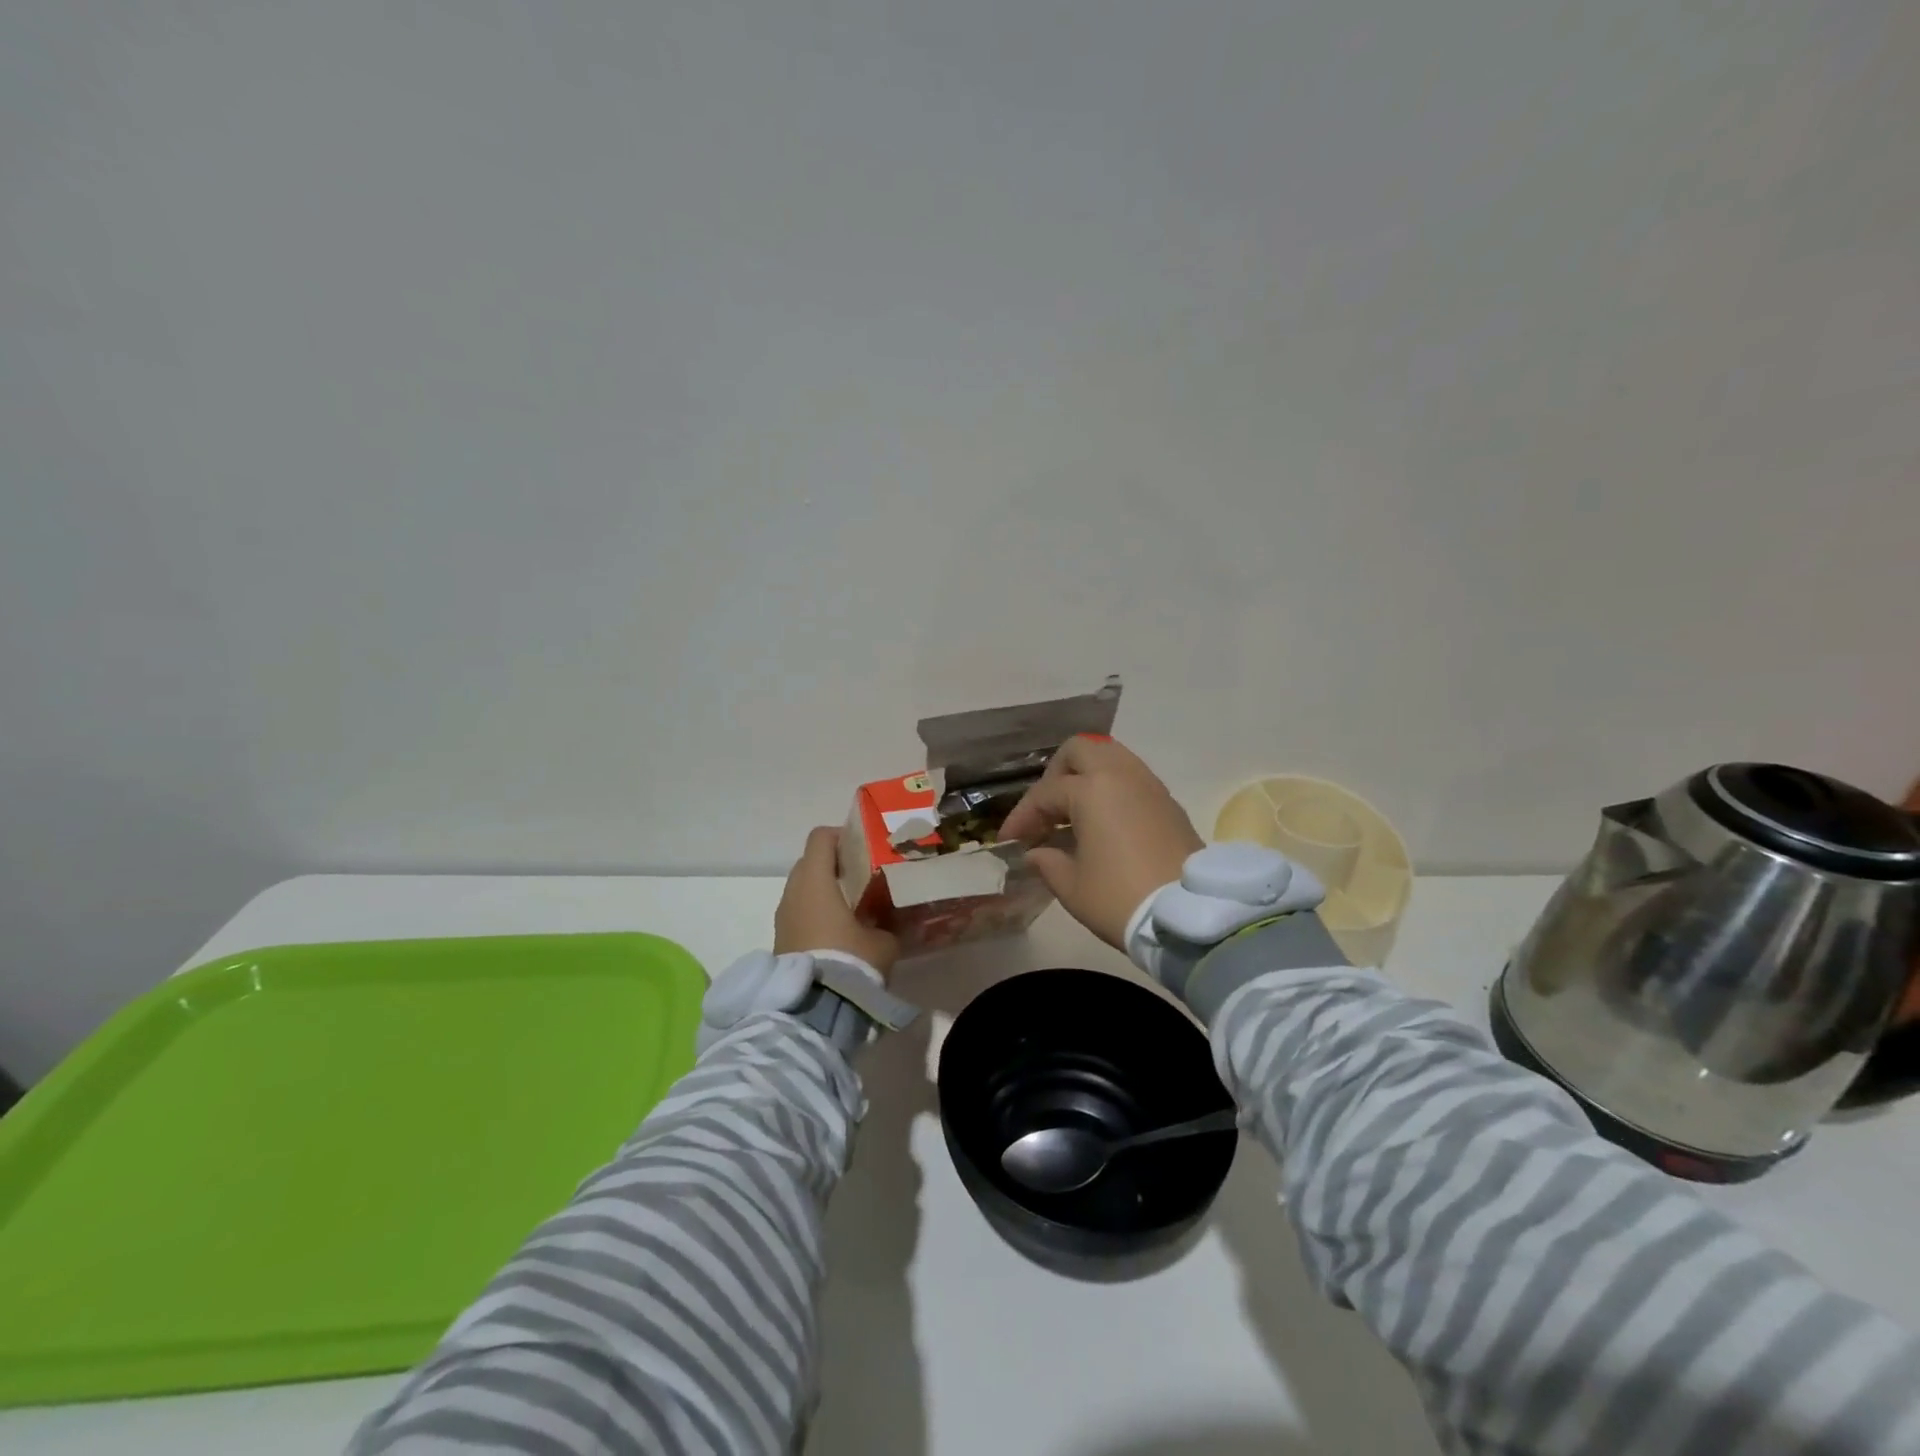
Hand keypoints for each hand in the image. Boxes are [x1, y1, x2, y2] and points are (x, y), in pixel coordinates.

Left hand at [773, 827, 899, 980]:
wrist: (813, 1011)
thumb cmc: (849, 961)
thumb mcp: (882, 941)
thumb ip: (885, 923)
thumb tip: (887, 922)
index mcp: (815, 881)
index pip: (820, 837)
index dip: (841, 836)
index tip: (863, 848)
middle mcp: (793, 892)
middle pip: (810, 862)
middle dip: (833, 865)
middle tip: (861, 878)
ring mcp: (782, 917)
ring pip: (802, 889)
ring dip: (822, 891)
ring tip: (851, 908)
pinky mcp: (780, 940)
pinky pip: (798, 913)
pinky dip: (815, 913)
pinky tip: (837, 933)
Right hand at [999, 736, 1203, 948]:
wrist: (1191, 917)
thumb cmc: (1121, 898)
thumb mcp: (1072, 887)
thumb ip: (1047, 862)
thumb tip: (1037, 853)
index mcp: (1092, 790)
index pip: (1045, 794)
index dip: (1022, 817)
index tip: (1008, 841)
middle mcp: (1122, 775)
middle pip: (1080, 750)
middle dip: (1056, 774)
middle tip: (1046, 810)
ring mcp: (1150, 785)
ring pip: (1111, 757)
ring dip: (1086, 777)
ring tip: (1073, 813)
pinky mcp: (1169, 803)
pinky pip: (1132, 778)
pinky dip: (1111, 789)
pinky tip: (1103, 822)